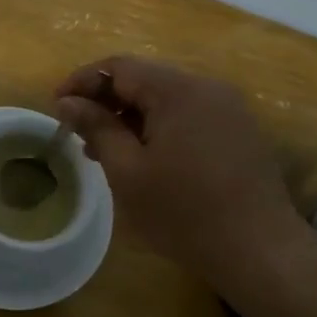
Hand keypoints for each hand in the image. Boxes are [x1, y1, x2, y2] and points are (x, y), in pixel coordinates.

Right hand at [55, 56, 299, 276]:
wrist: (259, 249)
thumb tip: (67, 102)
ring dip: (132, 117)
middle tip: (79, 135)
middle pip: (145, 80)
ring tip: (107, 152)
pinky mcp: (239, 131)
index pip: (120, 67)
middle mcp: (206, 87)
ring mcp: (228, 108)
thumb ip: (96, 128)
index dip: (82, 82)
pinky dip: (160, 128)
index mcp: (177, 90)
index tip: (56, 107)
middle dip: (107, 102)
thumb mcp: (128, 171)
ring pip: (167, 99)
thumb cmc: (183, 211)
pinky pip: (189, 116)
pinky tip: (147, 160)